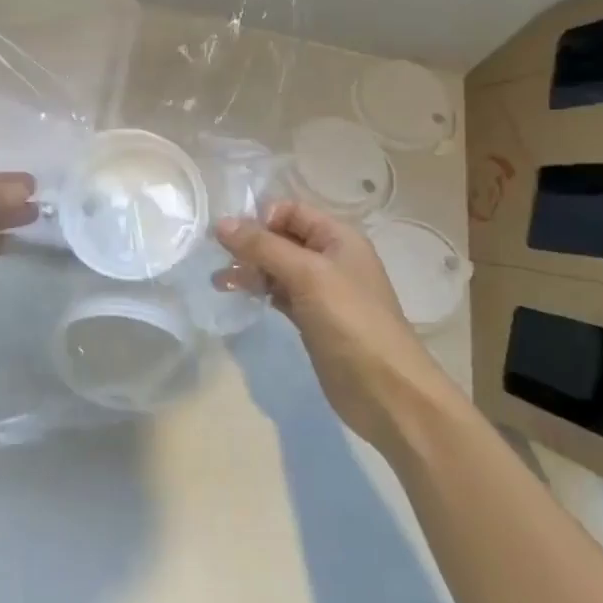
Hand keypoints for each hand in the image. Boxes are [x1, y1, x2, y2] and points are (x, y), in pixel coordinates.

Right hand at [215, 200, 442, 445]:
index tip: (228, 235)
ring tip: (219, 281)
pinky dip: (258, 290)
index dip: (259, 217)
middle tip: (216, 257)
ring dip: (249, 268)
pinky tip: (237, 294)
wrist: (386, 391)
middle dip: (249, 243)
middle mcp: (330, 258)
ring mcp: (321, 290)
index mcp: (338, 237)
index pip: (291, 210)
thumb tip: (221, 223)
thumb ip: (263, 246)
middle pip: (281, 237)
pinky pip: (279, 293)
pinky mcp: (312, 319)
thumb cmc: (350, 321)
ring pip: (277, 267)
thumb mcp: (306, 275)